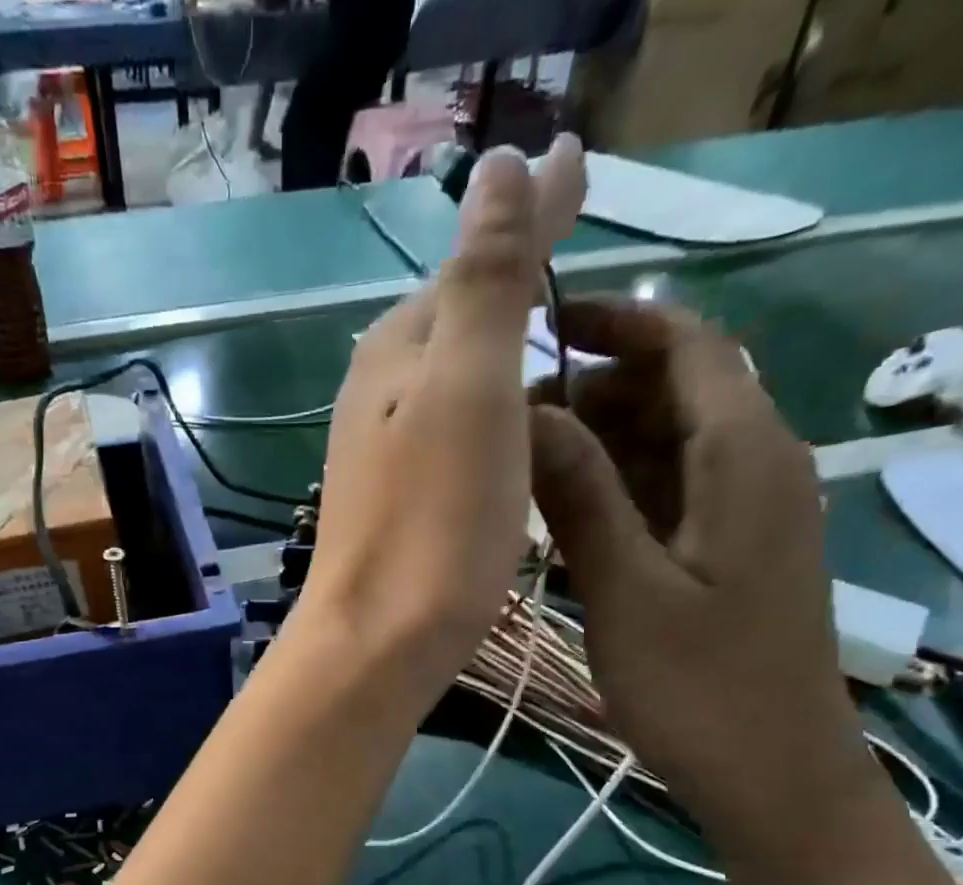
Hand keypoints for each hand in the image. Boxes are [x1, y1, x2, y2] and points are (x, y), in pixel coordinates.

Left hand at [295, 137, 585, 713]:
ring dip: (502, 346)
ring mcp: (382, 453)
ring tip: (558, 326)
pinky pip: (452, 433)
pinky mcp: (399, 504)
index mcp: (396, 352)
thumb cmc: (433, 523)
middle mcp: (378, 394)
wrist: (379, 642)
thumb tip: (501, 165)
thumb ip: (485, 282)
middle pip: (458, 320)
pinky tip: (513, 423)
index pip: (473, 262)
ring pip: (453, 379)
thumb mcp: (468, 388)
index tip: (584, 175)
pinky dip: (489, 411)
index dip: (531, 221)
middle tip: (575, 243)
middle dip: (514, 280)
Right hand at [527, 296, 883, 869]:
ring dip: (595, 441)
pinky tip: (556, 518)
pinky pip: (665, 492)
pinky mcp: (724, 552)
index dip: (616, 321)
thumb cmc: (702, 688)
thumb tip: (529, 415)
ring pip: (664, 443)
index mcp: (744, 457)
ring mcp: (741, 512)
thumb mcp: (628, 590)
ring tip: (516, 469)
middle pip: (673, 389)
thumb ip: (582, 495)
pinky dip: (612, 488)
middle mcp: (753, 466)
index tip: (537, 324)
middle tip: (504, 423)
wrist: (774, 777)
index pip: (687, 345)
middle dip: (591, 388)